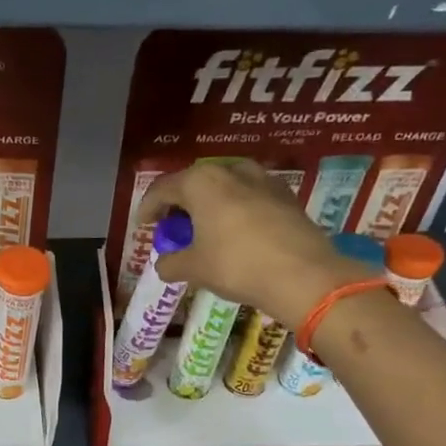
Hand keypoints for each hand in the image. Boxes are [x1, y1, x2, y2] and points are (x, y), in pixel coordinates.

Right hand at [139, 160, 372, 323]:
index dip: (148, 208)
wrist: (303, 275)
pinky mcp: (286, 196)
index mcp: (201, 181)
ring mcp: (263, 180)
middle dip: (180, 205)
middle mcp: (231, 170)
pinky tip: (236, 234)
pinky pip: (249, 198)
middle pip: (195, 183)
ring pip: (225, 188)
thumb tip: (164, 264)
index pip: (163, 189)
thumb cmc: (237, 265)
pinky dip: (235, 211)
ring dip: (210, 206)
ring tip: (205, 230)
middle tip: (173, 229)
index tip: (142, 226)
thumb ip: (171, 263)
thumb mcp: (194, 268)